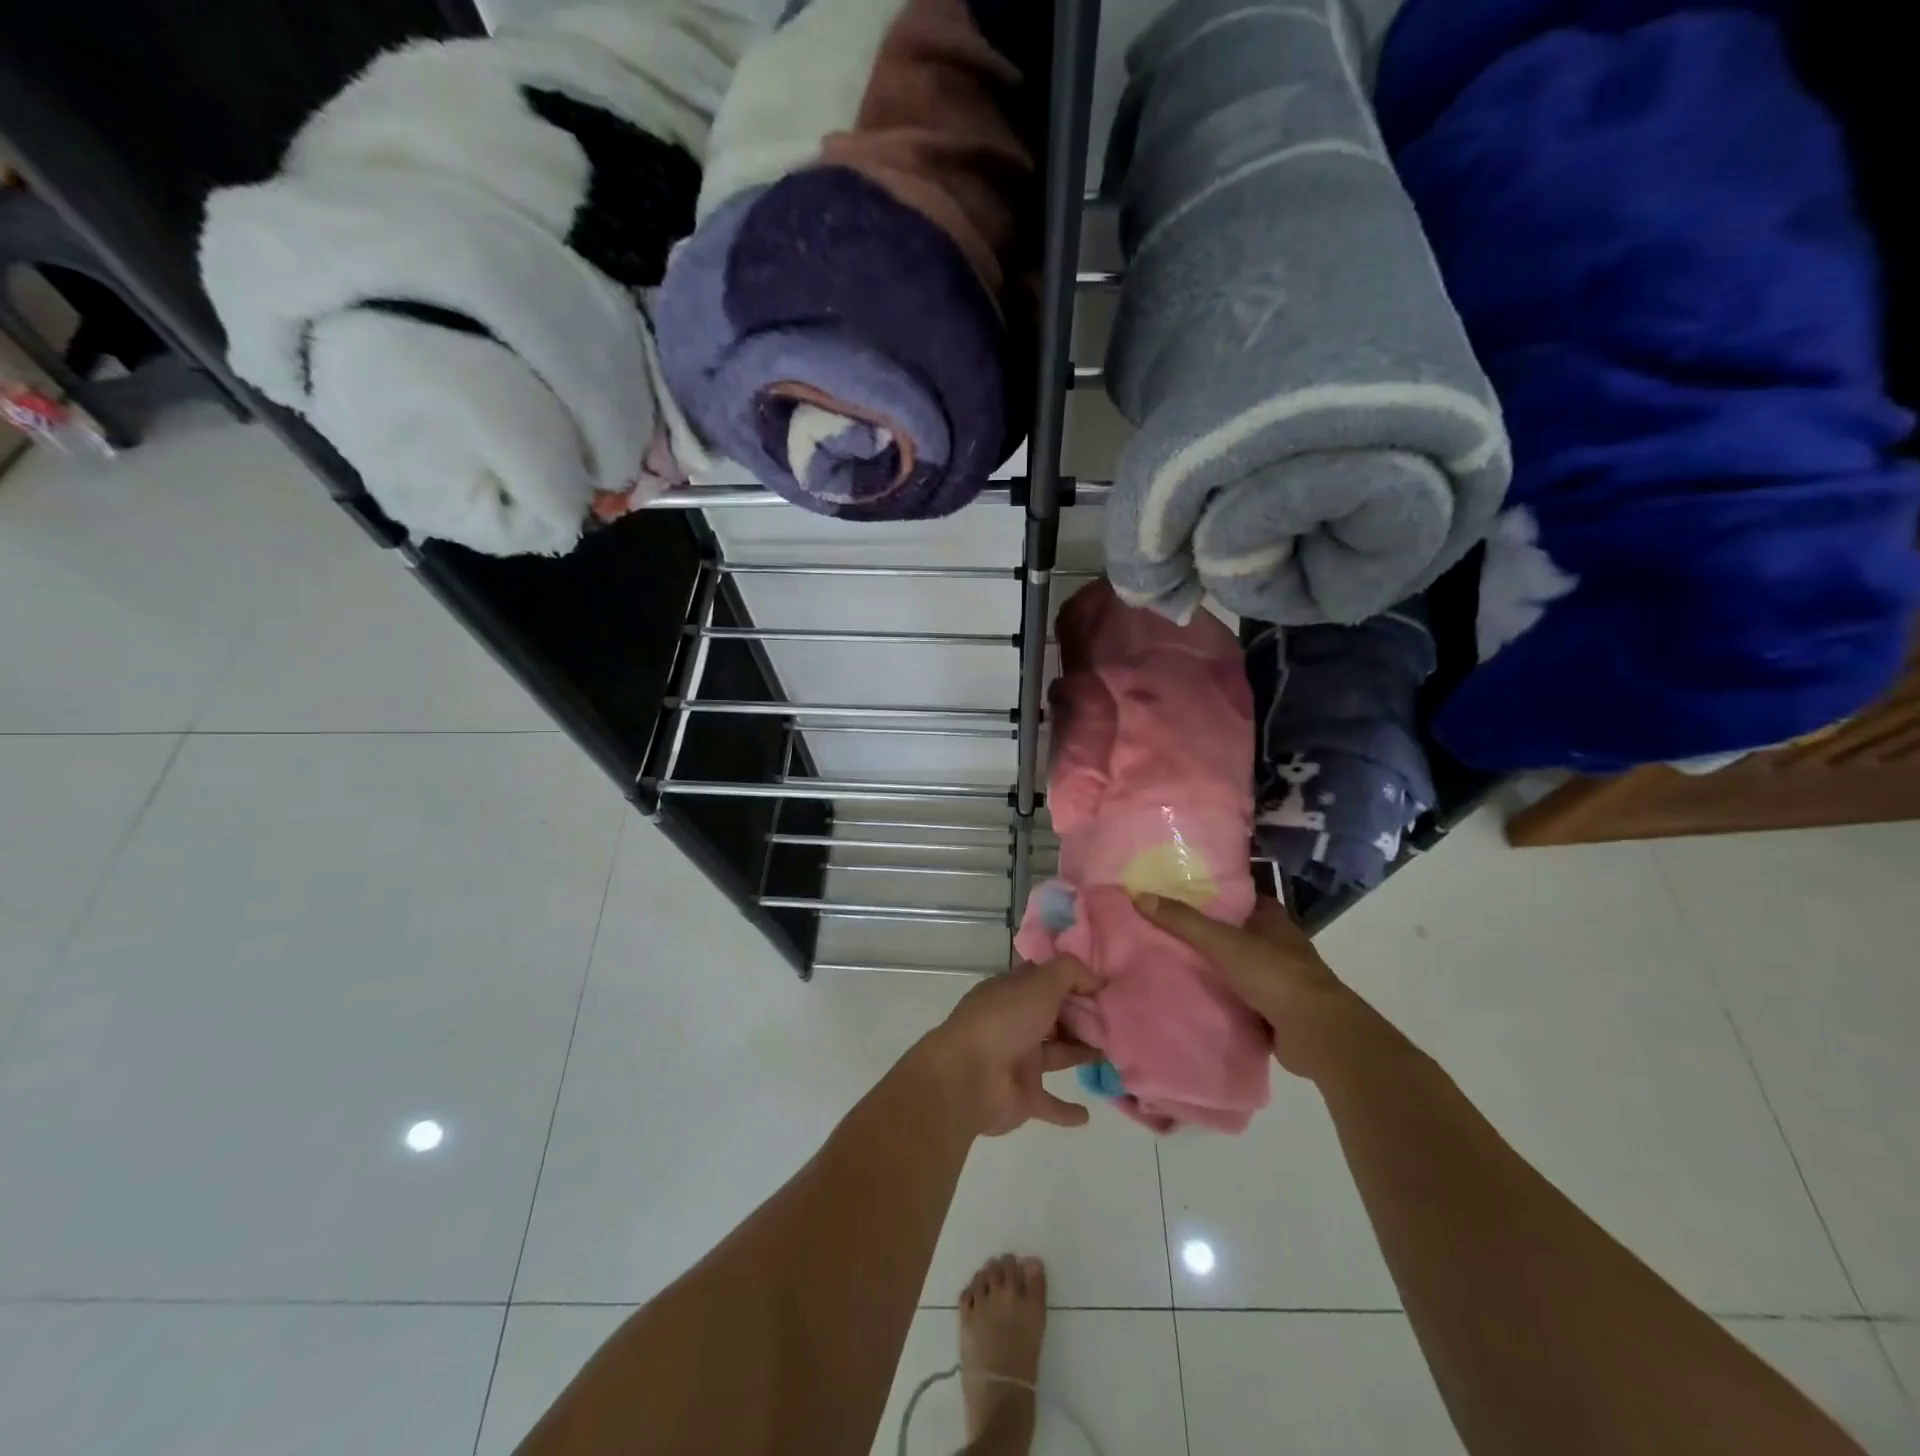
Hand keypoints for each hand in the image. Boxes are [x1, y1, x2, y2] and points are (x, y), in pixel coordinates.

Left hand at [924, 956, 1100, 1136]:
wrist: (966, 1078)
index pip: (1048, 981)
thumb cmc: (1004, 1021)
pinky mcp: (1022, 1096)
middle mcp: (1016, 1022)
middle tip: (1120, 1022)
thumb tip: (1096, 980)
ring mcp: (1018, 1059)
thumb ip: (1070, 973)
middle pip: (1056, 1016)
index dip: (1075, 981)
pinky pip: (1049, 1103)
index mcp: (1014, 992)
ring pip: (1057, 1054)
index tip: (1108, 988)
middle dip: (1084, 1018)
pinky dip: (1066, 1110)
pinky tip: (1087, 1114)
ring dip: (1082, 1053)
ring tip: (1116, 1055)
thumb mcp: (1040, 982)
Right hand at [1132, 893, 1361, 1079]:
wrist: (1318, 1034)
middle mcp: (1280, 947)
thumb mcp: (1224, 942)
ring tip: (1173, 965)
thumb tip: (1140, 896)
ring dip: (1216, 970)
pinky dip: (1224, 1001)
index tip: (1183, 896)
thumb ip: (1184, 922)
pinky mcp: (1278, 1013)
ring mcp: (1281, 981)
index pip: (1242, 899)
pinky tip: (1195, 1001)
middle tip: (1167, 932)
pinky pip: (1243, 1001)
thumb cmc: (1275, 975)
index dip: (1216, 896)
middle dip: (1210, 934)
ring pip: (1239, 968)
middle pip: (1238, 934)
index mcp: (1274, 921)